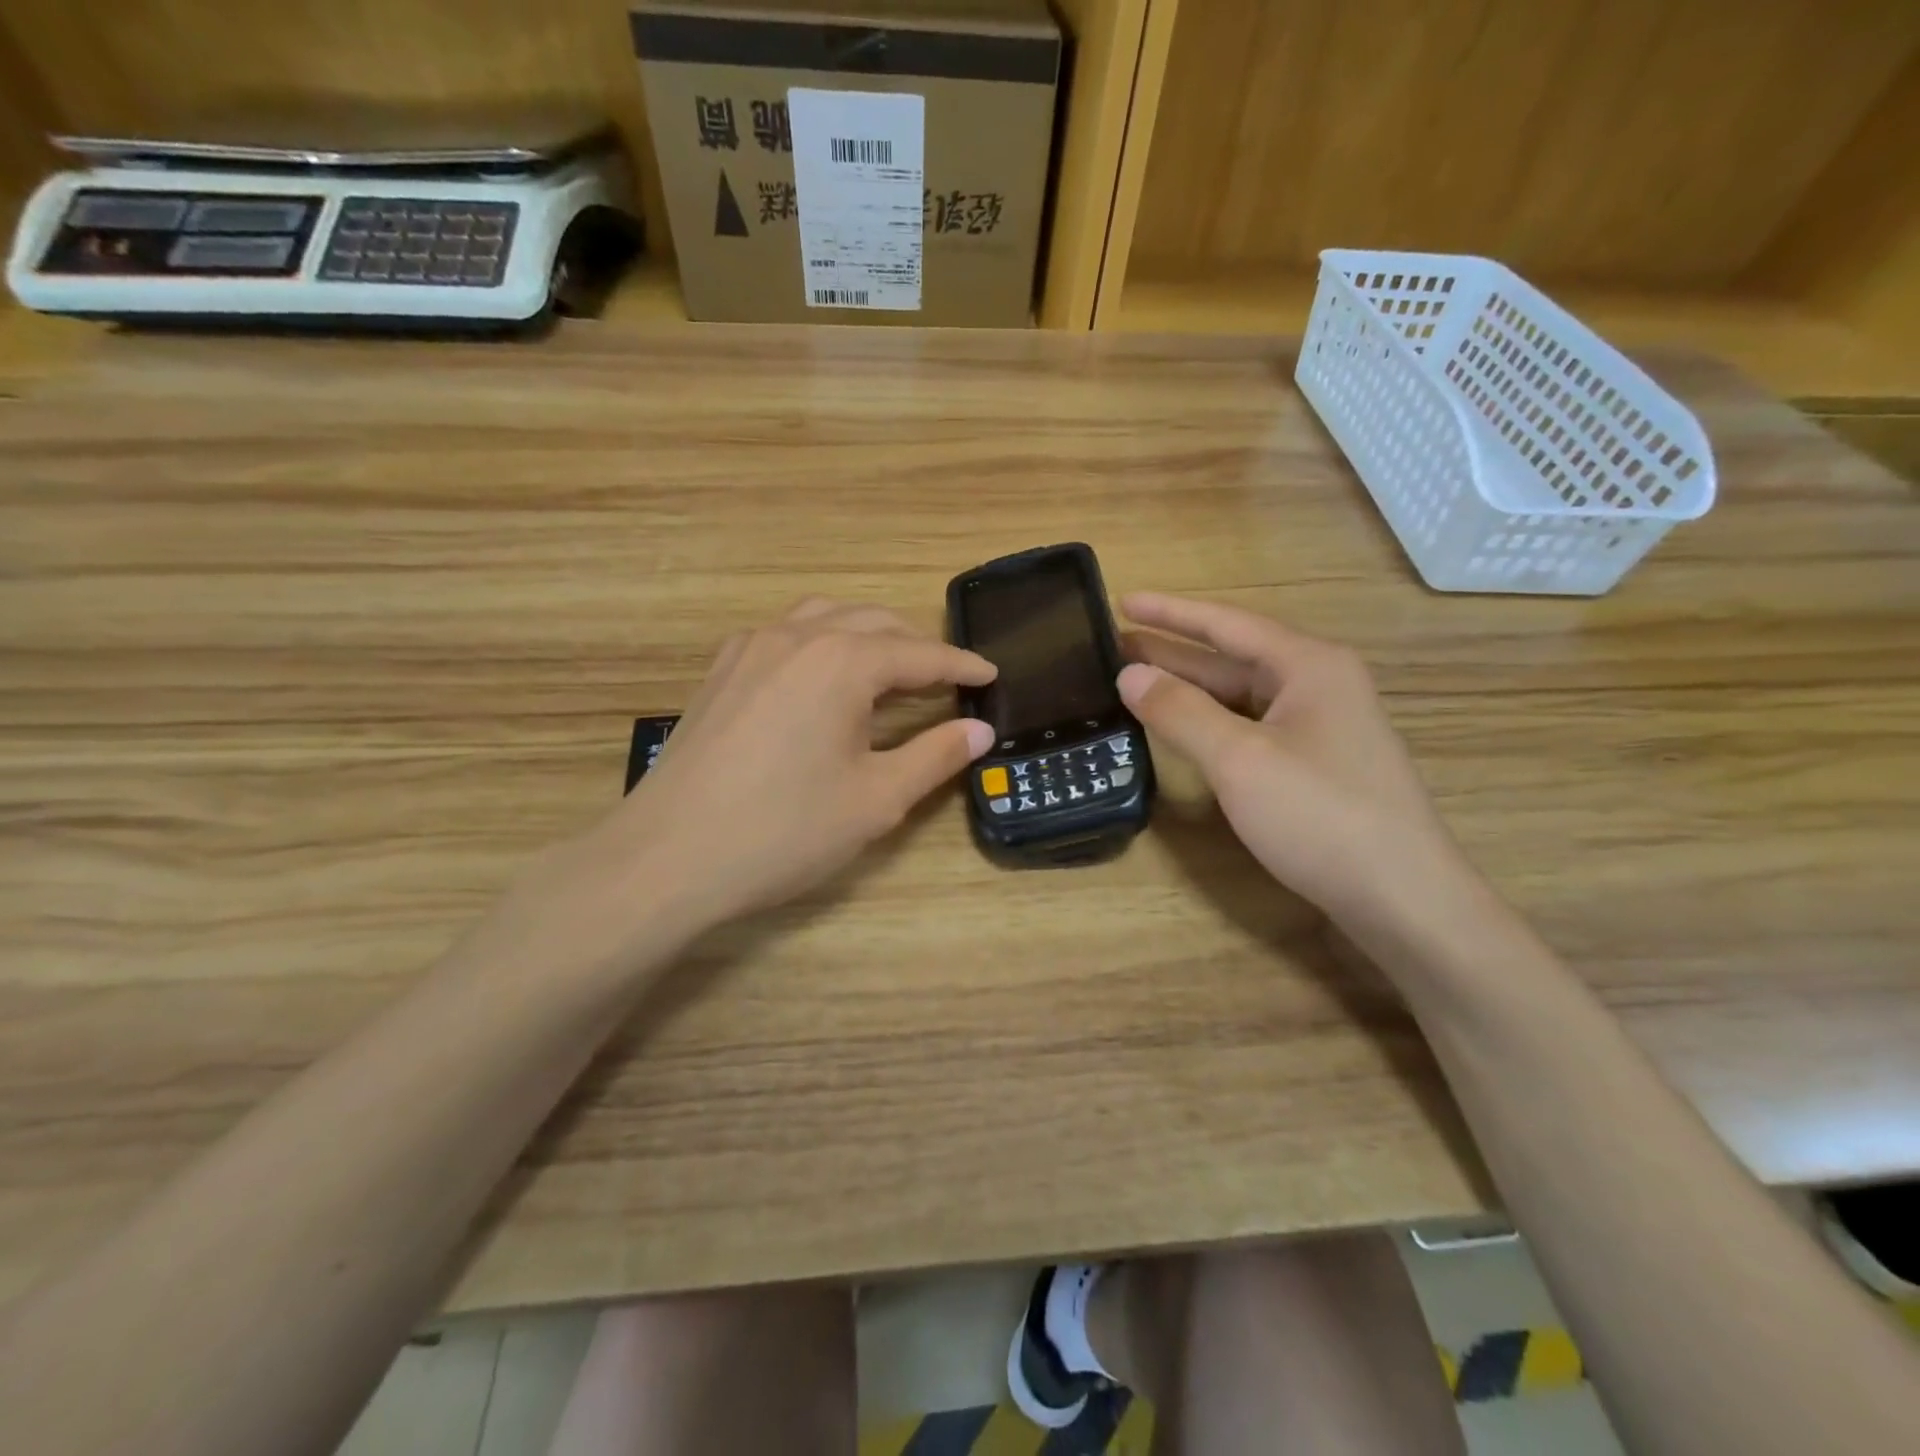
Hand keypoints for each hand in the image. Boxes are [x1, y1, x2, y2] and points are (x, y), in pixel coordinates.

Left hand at [599, 599, 995, 936]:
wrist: (667, 857)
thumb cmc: (783, 831)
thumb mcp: (875, 800)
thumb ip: (934, 756)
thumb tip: (980, 730)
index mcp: (842, 661)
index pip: (919, 654)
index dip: (960, 665)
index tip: (991, 674)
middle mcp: (797, 636)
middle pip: (874, 623)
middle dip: (917, 647)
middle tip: (947, 679)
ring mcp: (751, 648)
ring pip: (825, 617)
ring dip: (867, 635)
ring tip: (891, 668)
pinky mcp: (722, 670)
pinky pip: (785, 634)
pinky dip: (821, 641)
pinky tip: (822, 676)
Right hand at [1117, 592, 1472, 930]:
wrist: (1403, 899)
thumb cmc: (1321, 815)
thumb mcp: (1240, 759)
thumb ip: (1181, 711)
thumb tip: (1130, 675)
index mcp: (1308, 666)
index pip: (1226, 624)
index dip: (1170, 612)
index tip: (1121, 600)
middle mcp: (1318, 686)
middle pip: (1232, 658)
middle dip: (1172, 652)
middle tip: (1114, 647)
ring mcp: (1320, 728)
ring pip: (1241, 696)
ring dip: (1189, 689)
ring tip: (1134, 683)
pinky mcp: (1316, 765)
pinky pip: (1251, 727)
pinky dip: (1211, 723)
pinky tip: (1181, 729)